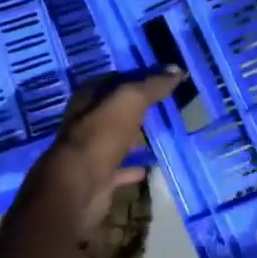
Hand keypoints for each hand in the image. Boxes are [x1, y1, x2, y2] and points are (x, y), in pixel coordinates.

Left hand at [7, 69, 180, 245]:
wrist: (79, 187)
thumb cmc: (101, 135)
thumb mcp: (130, 100)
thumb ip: (152, 85)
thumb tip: (177, 69)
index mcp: (88, 98)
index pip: (113, 79)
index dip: (136, 76)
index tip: (162, 77)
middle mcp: (85, 122)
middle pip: (115, 109)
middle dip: (136, 106)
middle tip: (166, 103)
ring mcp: (91, 151)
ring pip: (117, 138)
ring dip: (135, 136)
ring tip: (162, 132)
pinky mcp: (98, 177)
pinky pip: (121, 168)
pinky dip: (135, 167)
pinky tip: (154, 165)